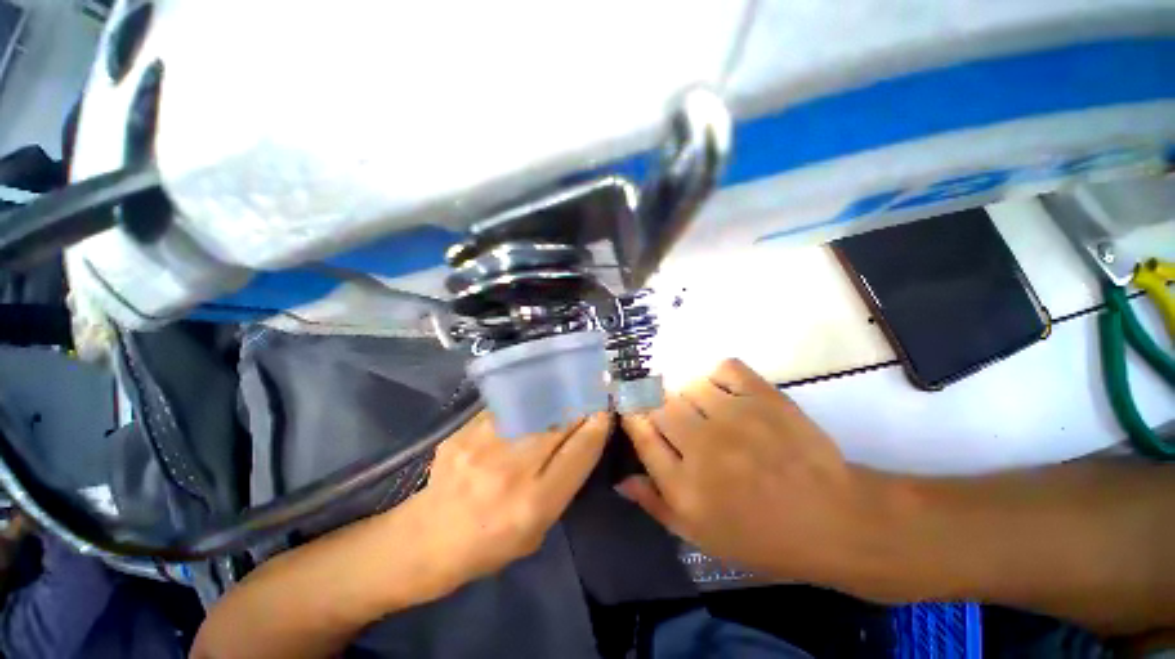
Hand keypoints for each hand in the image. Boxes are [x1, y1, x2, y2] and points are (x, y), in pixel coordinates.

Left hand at [409, 411, 610, 593]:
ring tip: (563, 389)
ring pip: (536, 406)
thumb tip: (583, 438)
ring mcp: (485, 445)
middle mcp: (512, 469)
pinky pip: (509, 406)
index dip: (598, 425)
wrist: (427, 538)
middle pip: (560, 421)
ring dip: (555, 397)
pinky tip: (530, 398)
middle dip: (579, 403)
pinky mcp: (466, 431)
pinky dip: (525, 401)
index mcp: (535, 503)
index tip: (605, 410)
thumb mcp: (539, 530)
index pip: (580, 450)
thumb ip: (563, 484)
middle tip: (588, 393)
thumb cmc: (490, 545)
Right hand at [619, 359, 874, 581]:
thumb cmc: (761, 535)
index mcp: (684, 485)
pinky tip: (726, 394)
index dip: (633, 417)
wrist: (832, 519)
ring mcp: (734, 417)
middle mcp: (702, 446)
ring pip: (689, 384)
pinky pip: (723, 368)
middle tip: (678, 420)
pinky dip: (718, 376)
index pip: (640, 433)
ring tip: (707, 411)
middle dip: (660, 408)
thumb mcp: (700, 534)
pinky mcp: (764, 397)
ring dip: (691, 396)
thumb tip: (621, 479)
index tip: (635, 412)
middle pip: (659, 404)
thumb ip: (655, 504)